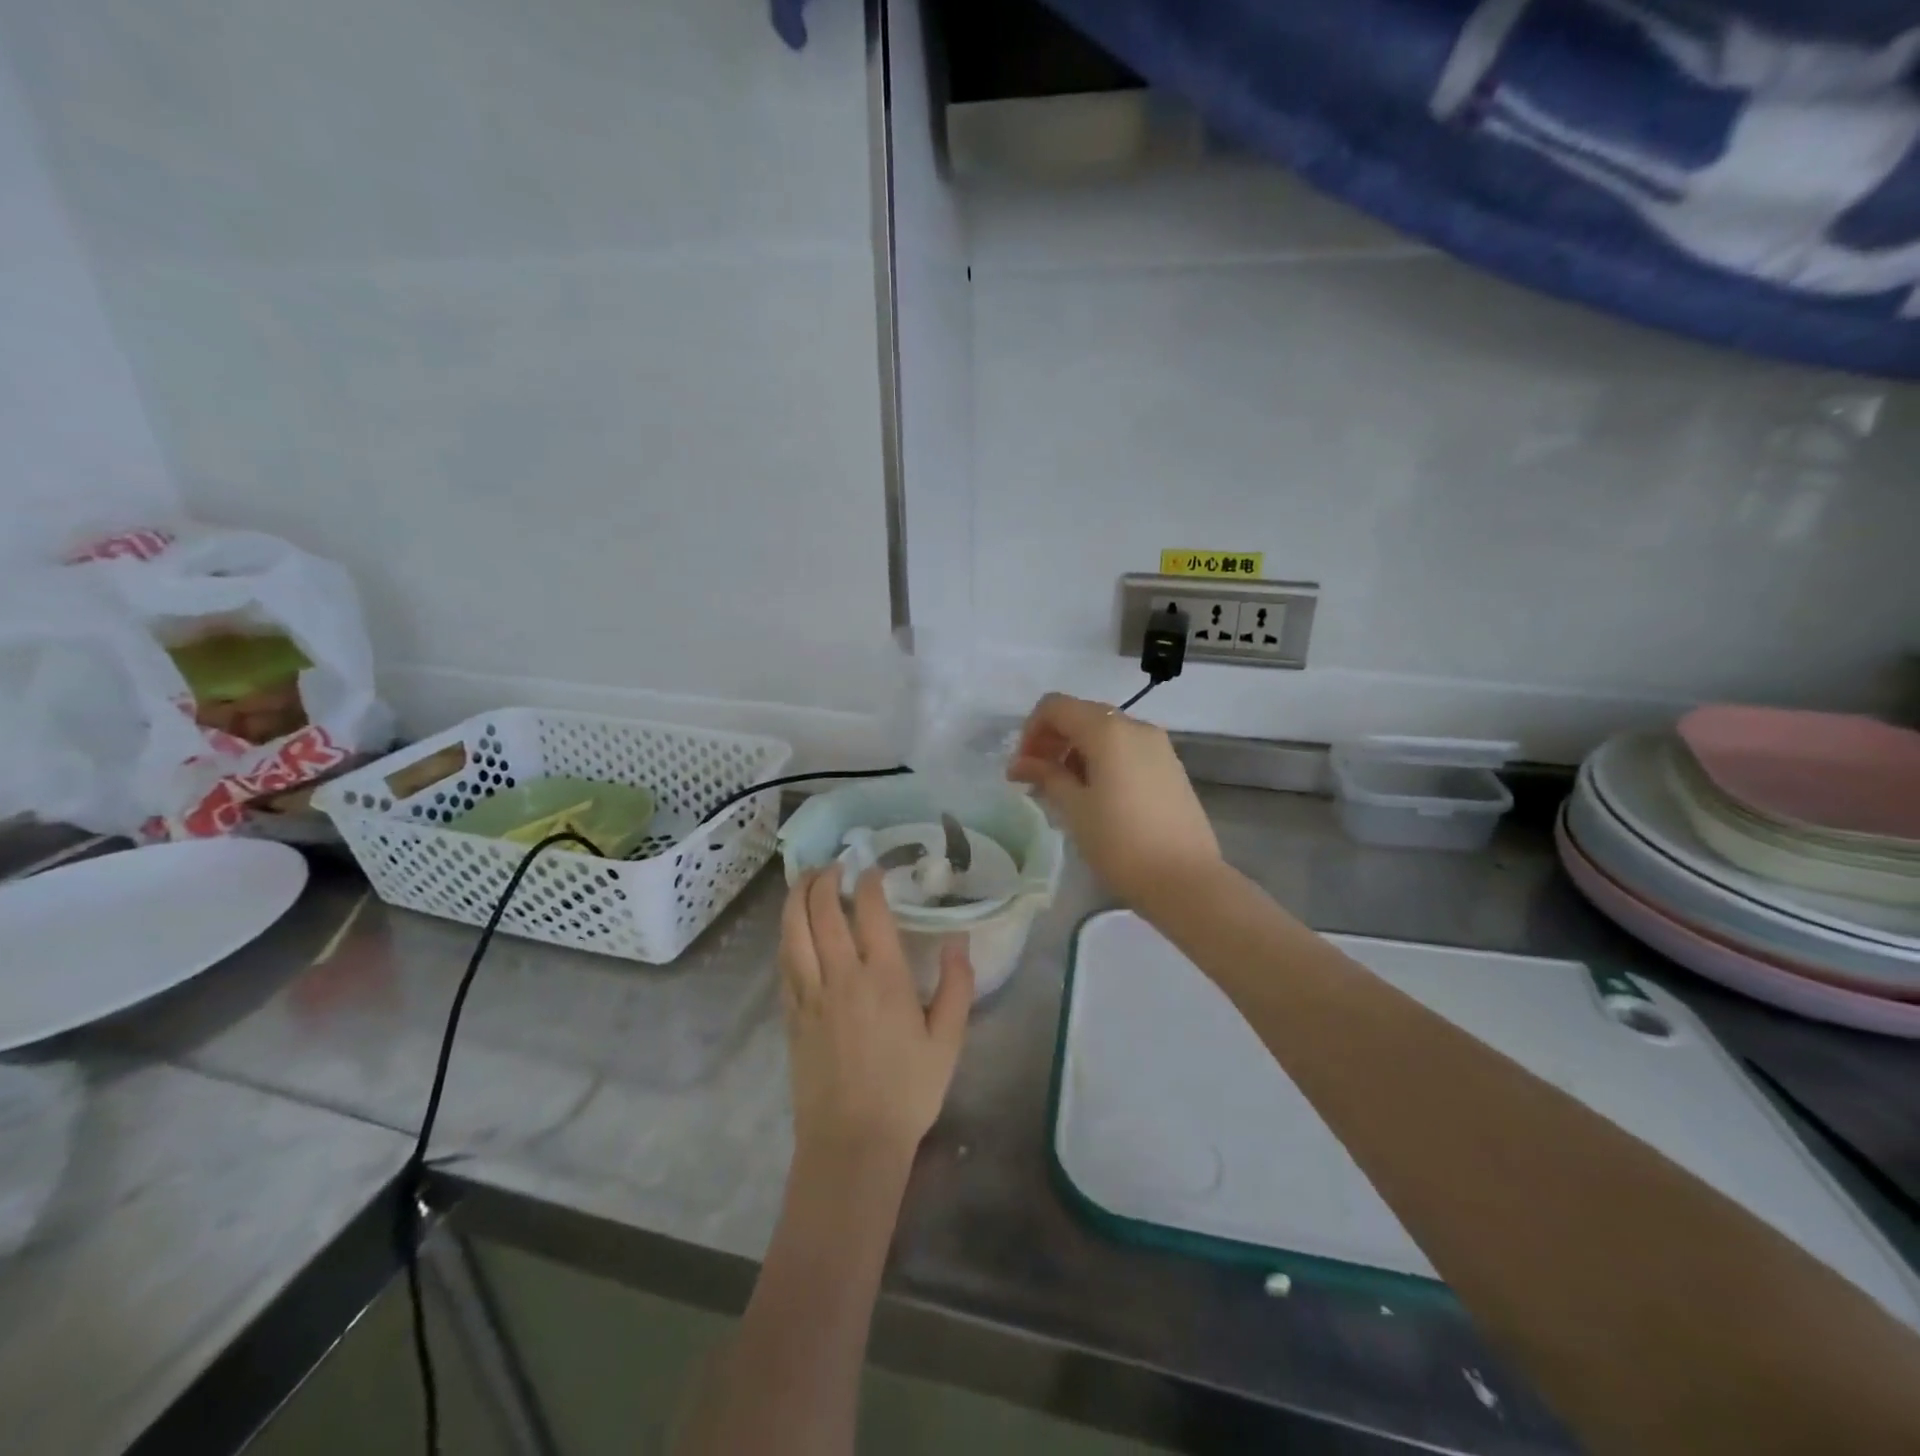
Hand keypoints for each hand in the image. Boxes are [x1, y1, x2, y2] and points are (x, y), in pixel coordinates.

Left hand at [778, 869, 973, 1173]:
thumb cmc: (908, 1091)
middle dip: (825, 878)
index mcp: (883, 978)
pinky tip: (792, 928)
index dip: (868, 882)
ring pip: (793, 931)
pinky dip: (786, 934)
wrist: (853, 1143)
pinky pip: (784, 962)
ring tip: (806, 880)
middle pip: (822, 911)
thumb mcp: (949, 1040)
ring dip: (797, 898)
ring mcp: (810, 994)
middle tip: (834, 865)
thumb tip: (958, 940)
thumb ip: (957, 985)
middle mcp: (842, 976)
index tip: (872, 870)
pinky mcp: (791, 1015)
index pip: (869, 911)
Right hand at [1007, 692, 1222, 908]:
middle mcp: (1135, 726)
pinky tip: (1096, 796)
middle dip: (1052, 740)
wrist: (1186, 881)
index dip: (1031, 731)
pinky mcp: (1170, 766)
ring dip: (1076, 751)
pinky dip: (1102, 760)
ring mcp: (1158, 745)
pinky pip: (1126, 749)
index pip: (1055, 706)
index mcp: (1108, 731)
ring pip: (1105, 733)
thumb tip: (1020, 763)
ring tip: (1063, 791)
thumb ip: (1046, 776)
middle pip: (1081, 715)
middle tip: (1036, 779)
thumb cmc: (1121, 843)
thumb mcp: (1074, 809)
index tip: (1022, 767)